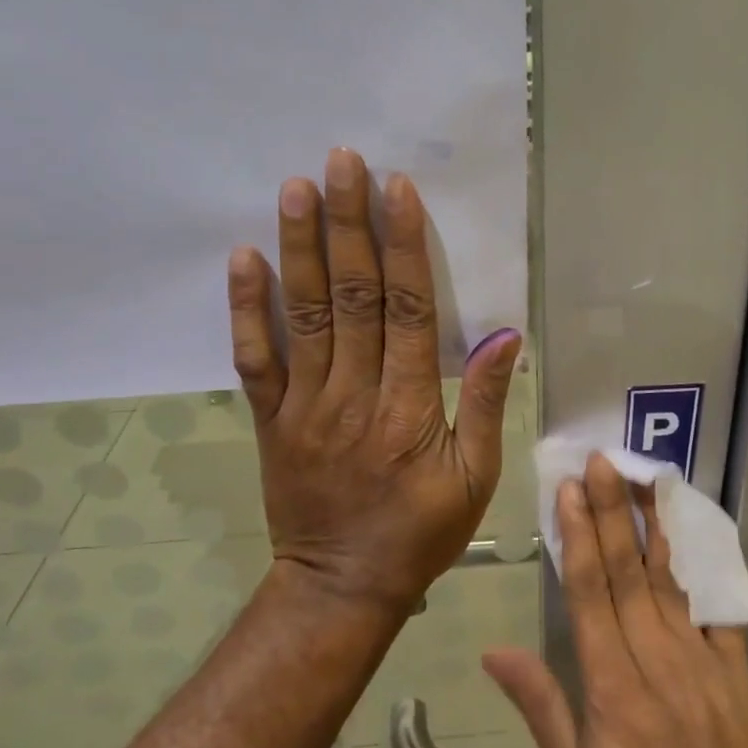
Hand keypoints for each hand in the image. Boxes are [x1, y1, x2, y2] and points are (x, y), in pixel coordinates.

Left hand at [227, 148, 521, 613]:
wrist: (342, 585)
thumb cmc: (420, 533)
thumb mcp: (476, 478)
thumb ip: (485, 404)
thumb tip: (504, 336)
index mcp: (409, 407)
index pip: (407, 310)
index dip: (403, 246)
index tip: (397, 190)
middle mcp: (354, 394)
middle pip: (352, 296)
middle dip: (349, 224)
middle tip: (342, 162)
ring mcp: (304, 405)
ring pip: (303, 314)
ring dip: (299, 247)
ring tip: (295, 188)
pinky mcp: (271, 420)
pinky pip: (255, 359)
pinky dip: (247, 308)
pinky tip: (243, 258)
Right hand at [481, 454, 747, 747]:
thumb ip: (542, 710)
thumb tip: (496, 651)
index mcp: (612, 692)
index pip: (590, 595)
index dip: (578, 537)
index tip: (570, 489)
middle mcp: (658, 664)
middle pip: (628, 574)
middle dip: (612, 512)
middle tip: (603, 461)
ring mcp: (703, 667)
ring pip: (670, 583)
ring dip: (652, 527)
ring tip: (644, 479)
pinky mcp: (735, 678)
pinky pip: (716, 614)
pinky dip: (701, 571)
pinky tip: (692, 539)